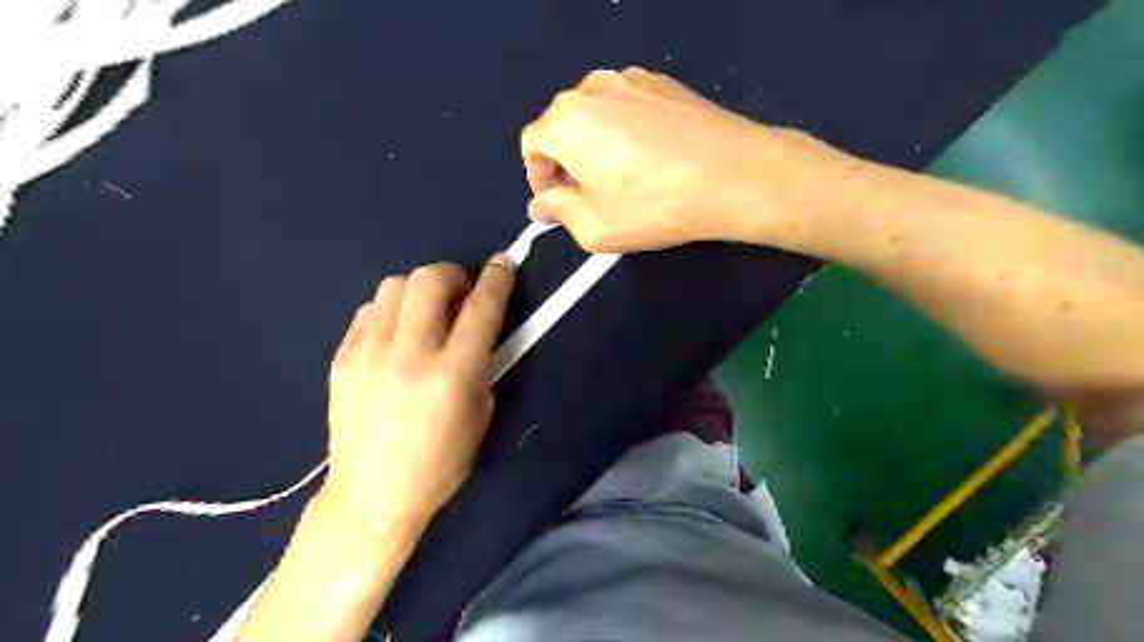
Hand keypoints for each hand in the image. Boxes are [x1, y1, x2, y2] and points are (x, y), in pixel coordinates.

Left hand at [325, 257, 515, 530]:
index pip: (480, 307)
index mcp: (452, 374)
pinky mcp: (341, 358)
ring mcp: (368, 353)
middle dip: (453, 275)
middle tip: (460, 294)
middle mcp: (409, 355)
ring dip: (419, 291)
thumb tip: (477, 324)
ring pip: (394, 285)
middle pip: (429, 279)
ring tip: (426, 314)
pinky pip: (369, 311)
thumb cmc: (440, 462)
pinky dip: (391, 311)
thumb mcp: (481, 413)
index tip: (503, 264)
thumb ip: (481, 361)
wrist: (372, 494)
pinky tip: (397, 334)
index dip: (497, 278)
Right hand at [523, 66, 837, 253]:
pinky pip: (629, 111)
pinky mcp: (664, 85)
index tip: (555, 201)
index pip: (532, 144)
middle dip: (567, 164)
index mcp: (566, 119)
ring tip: (624, 184)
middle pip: (563, 127)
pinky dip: (627, 136)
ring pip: (597, 118)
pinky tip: (651, 165)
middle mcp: (594, 88)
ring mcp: (632, 80)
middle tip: (588, 198)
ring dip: (597, 149)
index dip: (538, 177)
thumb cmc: (656, 204)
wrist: (733, 176)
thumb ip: (557, 212)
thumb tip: (545, 203)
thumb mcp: (592, 226)